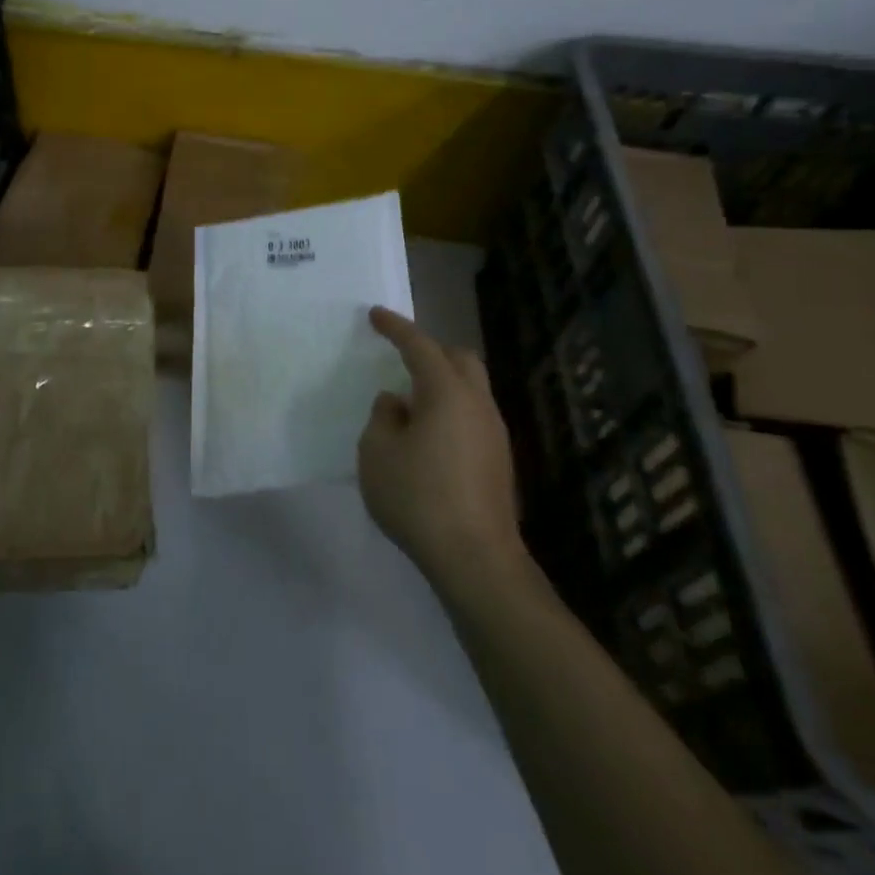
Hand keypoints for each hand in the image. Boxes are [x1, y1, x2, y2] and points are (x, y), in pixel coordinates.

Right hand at [360, 307, 524, 590]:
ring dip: (442, 382)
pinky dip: (450, 409)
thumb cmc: (418, 497)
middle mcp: (477, 404)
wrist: (476, 560)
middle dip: (430, 350)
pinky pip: (473, 415)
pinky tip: (429, 436)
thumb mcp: (377, 452)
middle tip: (401, 356)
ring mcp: (494, 433)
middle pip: (459, 359)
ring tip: (410, 402)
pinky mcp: (499, 461)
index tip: (375, 315)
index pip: (420, 345)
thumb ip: (382, 417)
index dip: (396, 327)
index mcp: (447, 392)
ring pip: (471, 388)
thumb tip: (397, 403)